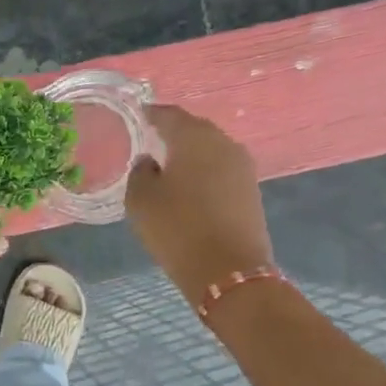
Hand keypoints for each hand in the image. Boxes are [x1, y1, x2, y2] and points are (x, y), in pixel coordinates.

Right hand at [125, 104, 274, 309]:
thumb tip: (150, 161)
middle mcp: (223, 143)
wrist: (228, 271)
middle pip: (194, 130)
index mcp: (194, 137)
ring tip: (167, 165)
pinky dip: (203, 172)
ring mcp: (242, 166)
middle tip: (149, 140)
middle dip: (172, 133)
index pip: (169, 115)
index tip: (135, 117)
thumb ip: (140, 172)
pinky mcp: (250, 190)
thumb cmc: (177, 228)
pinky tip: (188, 186)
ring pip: (209, 150)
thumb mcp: (140, 200)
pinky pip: (220, 170)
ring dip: (190, 154)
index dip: (150, 114)